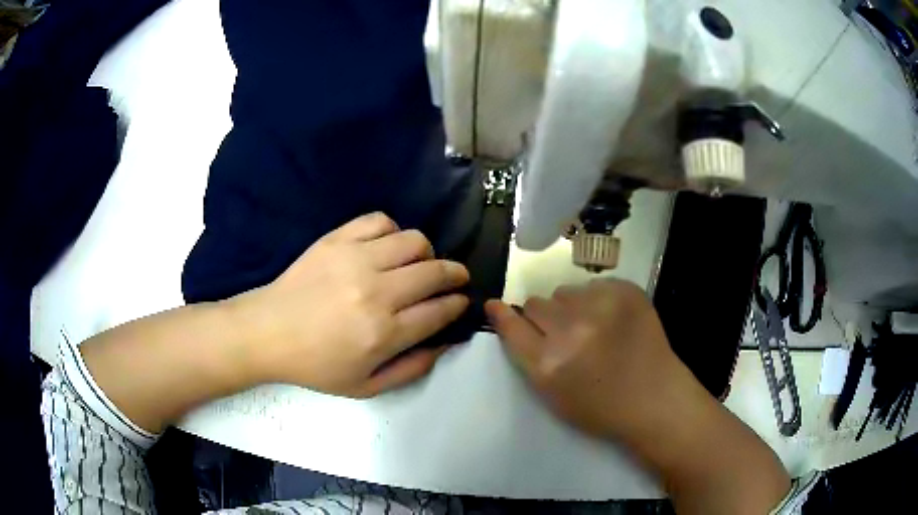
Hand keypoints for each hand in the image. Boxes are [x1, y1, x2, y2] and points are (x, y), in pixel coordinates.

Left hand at [231, 212, 469, 397]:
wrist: (268, 332)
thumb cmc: (316, 365)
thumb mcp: (366, 386)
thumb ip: (411, 369)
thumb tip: (445, 344)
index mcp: (383, 333)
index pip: (440, 310)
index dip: (457, 304)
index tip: (461, 301)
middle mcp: (376, 292)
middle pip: (434, 272)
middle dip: (455, 274)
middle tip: (455, 278)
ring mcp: (355, 259)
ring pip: (414, 241)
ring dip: (426, 253)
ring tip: (419, 263)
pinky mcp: (337, 239)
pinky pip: (380, 221)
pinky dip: (392, 231)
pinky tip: (386, 247)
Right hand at [485, 279, 704, 440]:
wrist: (655, 398)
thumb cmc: (601, 407)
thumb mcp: (553, 396)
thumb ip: (529, 357)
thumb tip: (510, 318)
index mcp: (549, 364)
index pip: (511, 325)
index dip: (501, 314)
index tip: (494, 305)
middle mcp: (572, 331)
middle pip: (536, 303)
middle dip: (543, 317)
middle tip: (563, 333)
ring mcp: (602, 306)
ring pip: (564, 292)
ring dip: (570, 307)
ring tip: (592, 328)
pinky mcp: (626, 291)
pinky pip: (594, 286)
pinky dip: (597, 301)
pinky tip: (614, 321)